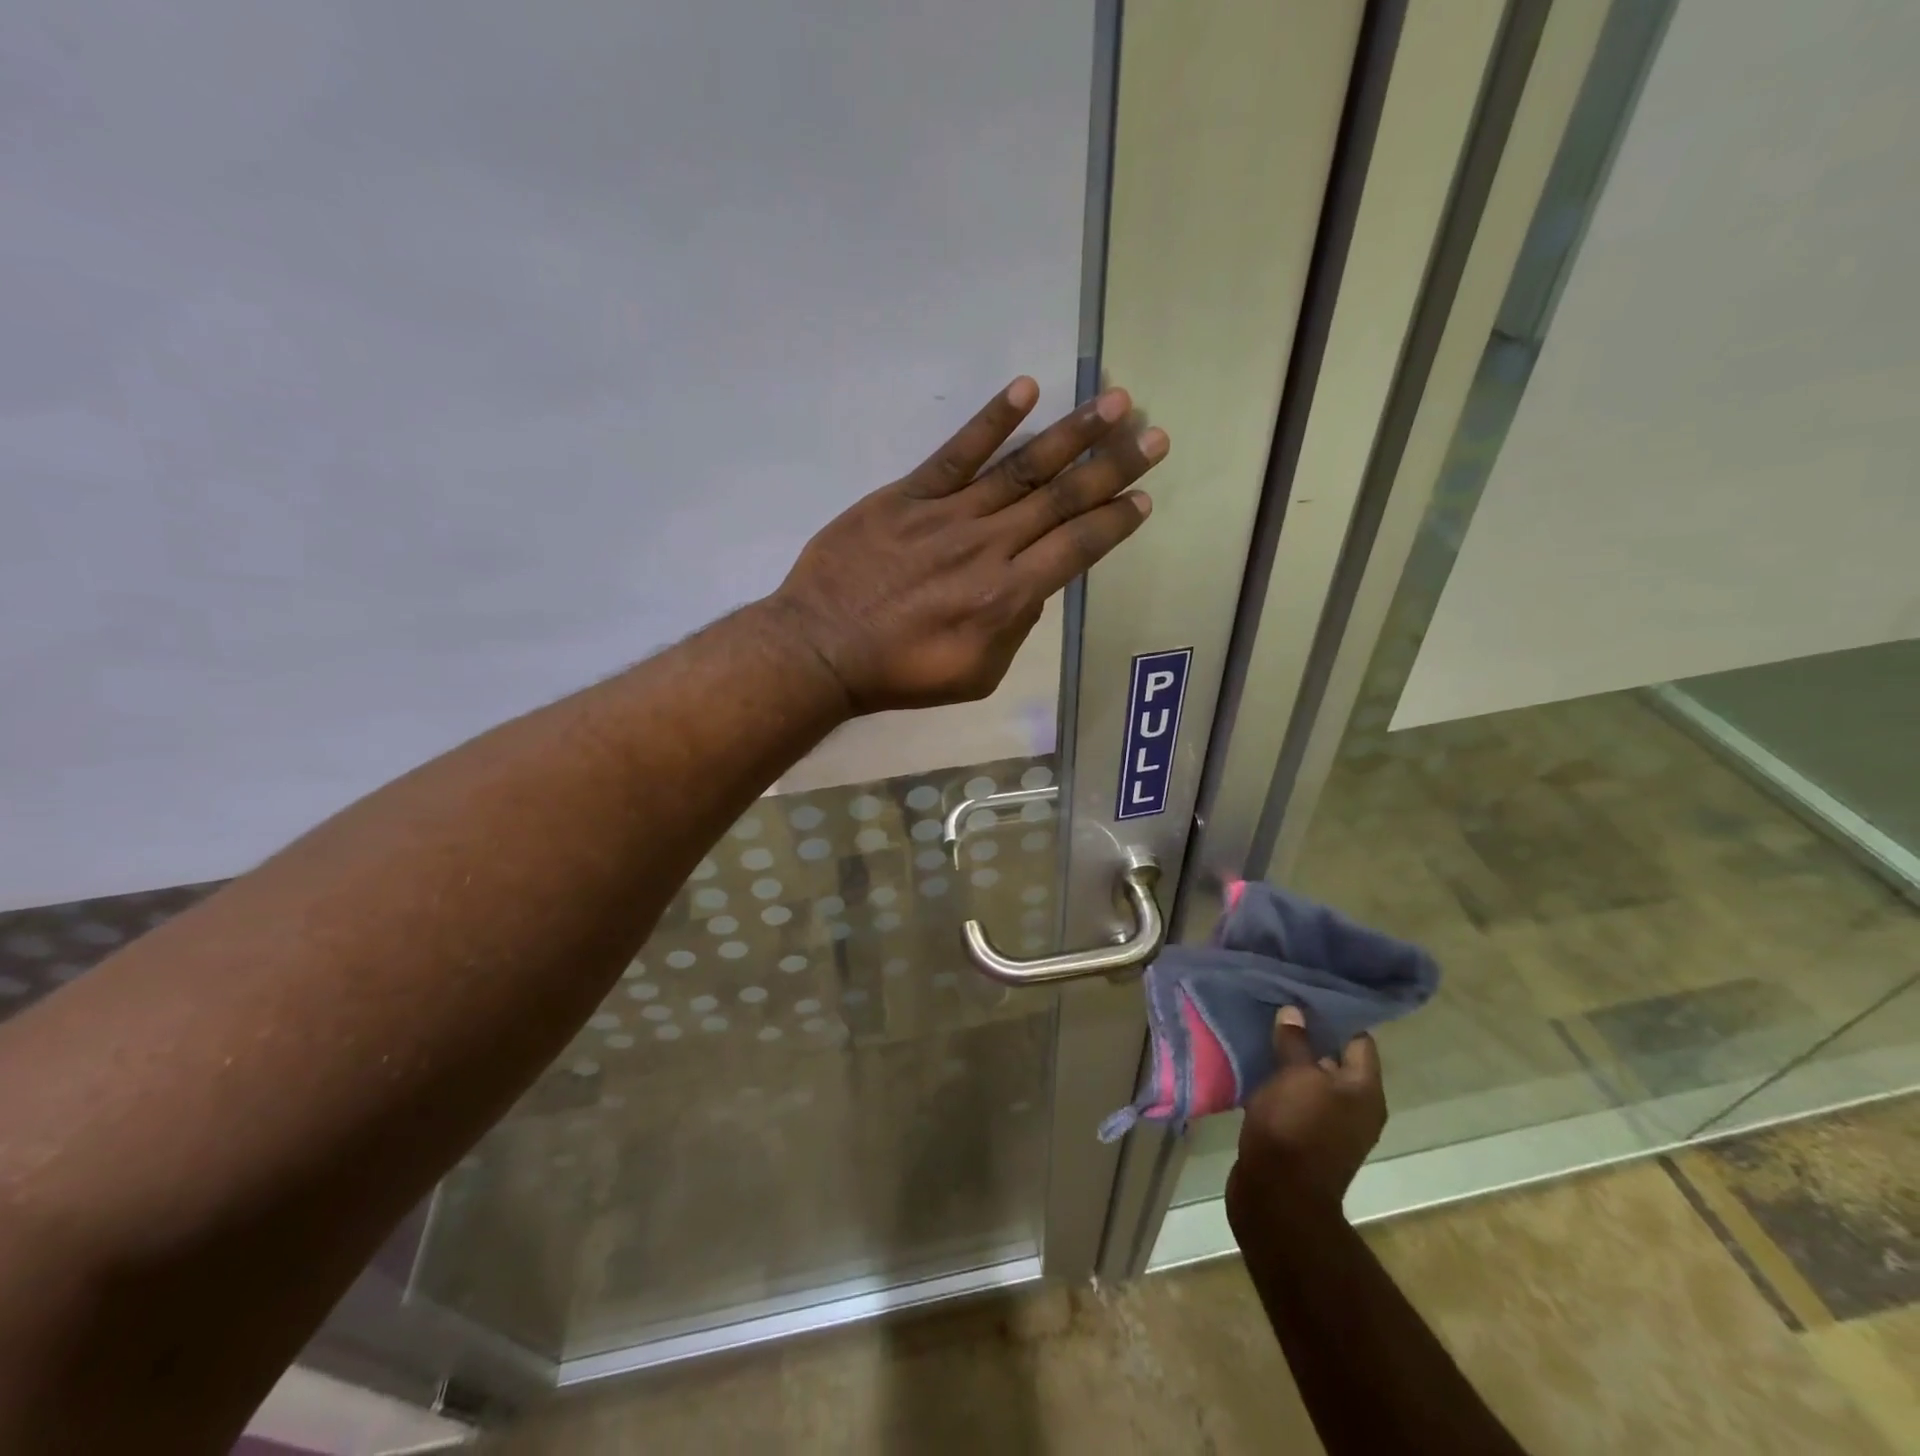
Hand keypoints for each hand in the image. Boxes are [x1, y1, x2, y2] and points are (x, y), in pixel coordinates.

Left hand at [765, 376, 1168, 713]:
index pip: (1077, 548)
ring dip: (1073, 433)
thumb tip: (1034, 588)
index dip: (1114, 521)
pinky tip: (1025, 389)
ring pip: (1022, 467)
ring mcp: (949, 514)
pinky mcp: (908, 495)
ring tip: (1115, 402)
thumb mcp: (976, 674)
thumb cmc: (901, 672)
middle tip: (1154, 435)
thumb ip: (1015, 630)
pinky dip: (991, 420)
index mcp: (1008, 596)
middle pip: (1062, 499)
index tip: (1143, 497)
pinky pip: (957, 452)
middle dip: (1113, 466)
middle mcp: (990, 546)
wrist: (823, 648)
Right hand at [1228, 1008, 1386, 1218]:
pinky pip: (1296, 1099)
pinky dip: (1281, 1083)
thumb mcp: (1294, 1076)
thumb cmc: (1295, 1127)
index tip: (1307, 993)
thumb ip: (1296, 1042)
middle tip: (1280, 1006)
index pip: (1359, 1040)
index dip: (1336, 1016)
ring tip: (1264, 1030)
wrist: (1277, 1196)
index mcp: (1365, 1092)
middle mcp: (1355, 1108)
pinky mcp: (1304, 1139)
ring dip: (1292, 1059)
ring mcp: (1330, 1126)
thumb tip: (1294, 1012)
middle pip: (1335, 1060)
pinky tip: (1257, 1066)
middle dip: (1309, 1035)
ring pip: (1313, 1080)